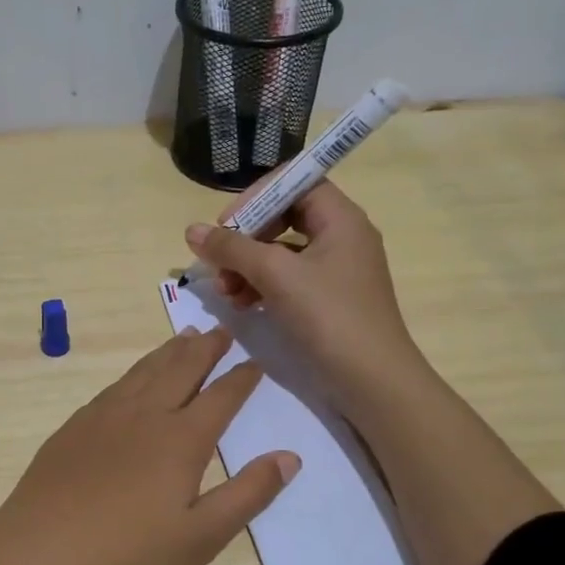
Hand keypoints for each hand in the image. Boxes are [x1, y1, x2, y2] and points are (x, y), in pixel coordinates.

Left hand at [0, 329, 298, 564]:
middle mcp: (143, 416)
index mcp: (180, 441)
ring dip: (167, 353)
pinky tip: (132, 378)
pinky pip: (112, 387)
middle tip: (220, 330)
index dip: (241, 379)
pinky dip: (133, 373)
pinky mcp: (72, 429)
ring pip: (143, 373)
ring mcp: (102, 418)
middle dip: (204, 349)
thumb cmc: (127, 559)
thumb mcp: (200, 538)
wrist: (38, 561)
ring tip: (183, 337)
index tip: (255, 361)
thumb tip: (290, 456)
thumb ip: (248, 494)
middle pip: (180, 371)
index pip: (220, 398)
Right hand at [184, 179, 414, 408]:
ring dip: (248, 265)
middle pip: (283, 216)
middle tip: (219, 263)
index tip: (227, 225)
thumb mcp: (276, 275)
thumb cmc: (329, 317)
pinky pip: (288, 278)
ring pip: (281, 250)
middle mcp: (341, 236)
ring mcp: (336, 269)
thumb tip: (192, 230)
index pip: (294, 182)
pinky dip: (262, 285)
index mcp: (340, 218)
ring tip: (226, 292)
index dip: (256, 197)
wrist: (373, 382)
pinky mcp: (328, 298)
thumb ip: (232, 248)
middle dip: (245, 238)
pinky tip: (243, 305)